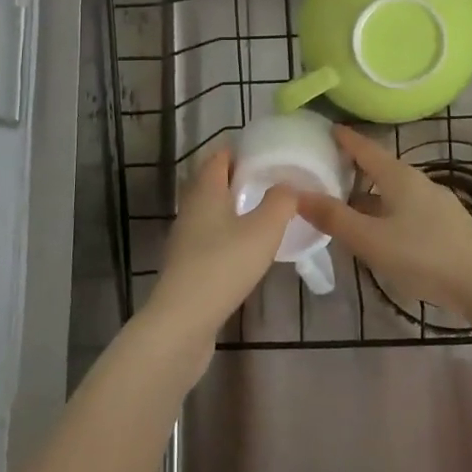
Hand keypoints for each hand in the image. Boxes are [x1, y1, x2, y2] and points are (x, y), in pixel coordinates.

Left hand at [142, 149, 294, 348]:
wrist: (183, 321)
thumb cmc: (224, 265)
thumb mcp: (264, 229)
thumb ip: (281, 201)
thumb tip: (288, 185)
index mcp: (205, 190)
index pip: (219, 156)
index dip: (240, 150)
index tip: (266, 153)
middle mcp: (190, 207)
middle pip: (213, 182)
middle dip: (239, 179)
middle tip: (271, 183)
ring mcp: (185, 238)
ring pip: (211, 211)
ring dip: (234, 208)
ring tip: (265, 214)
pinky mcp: (186, 265)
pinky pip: (210, 237)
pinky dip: (228, 234)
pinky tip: (247, 249)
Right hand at [296, 127, 471, 314]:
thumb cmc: (423, 257)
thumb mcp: (370, 240)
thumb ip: (334, 218)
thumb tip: (297, 195)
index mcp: (398, 177)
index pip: (365, 148)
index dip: (345, 138)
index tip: (326, 129)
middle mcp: (418, 182)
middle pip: (380, 168)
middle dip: (355, 168)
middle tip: (328, 170)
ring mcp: (436, 203)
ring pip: (394, 191)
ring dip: (370, 194)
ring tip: (348, 205)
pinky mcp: (447, 225)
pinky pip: (407, 208)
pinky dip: (386, 211)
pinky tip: (381, 232)